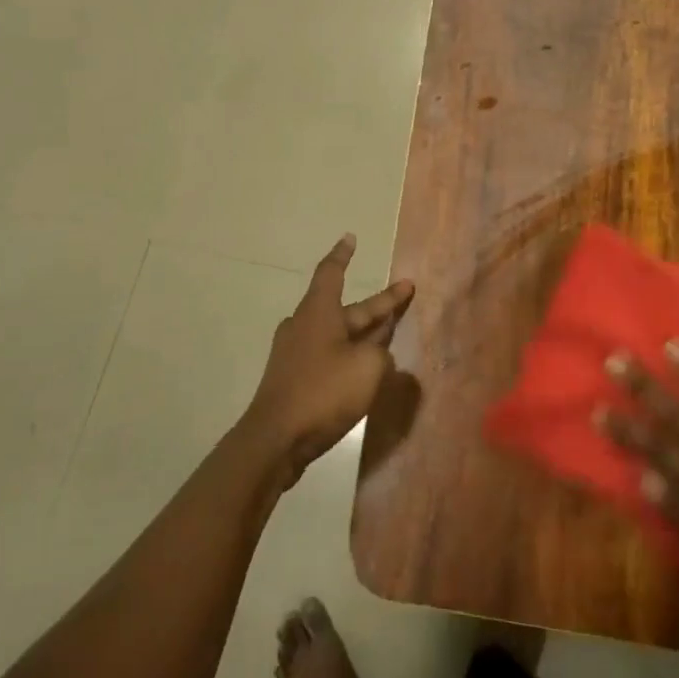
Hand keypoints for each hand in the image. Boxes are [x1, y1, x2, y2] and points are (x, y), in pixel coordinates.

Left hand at [244, 234, 414, 488]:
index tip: (350, 238)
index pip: (332, 272)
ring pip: (337, 334)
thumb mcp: (367, 368)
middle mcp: (303, 324)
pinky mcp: (292, 378)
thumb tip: (377, 355)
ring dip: (363, 333)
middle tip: (403, 294)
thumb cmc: (323, 392)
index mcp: (318, 311)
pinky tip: (363, 372)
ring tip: (388, 337)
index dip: (343, 255)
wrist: (275, 439)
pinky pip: (327, 355)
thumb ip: (380, 355)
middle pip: (345, 308)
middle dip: (376, 305)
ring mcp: (294, 352)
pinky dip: (348, 356)